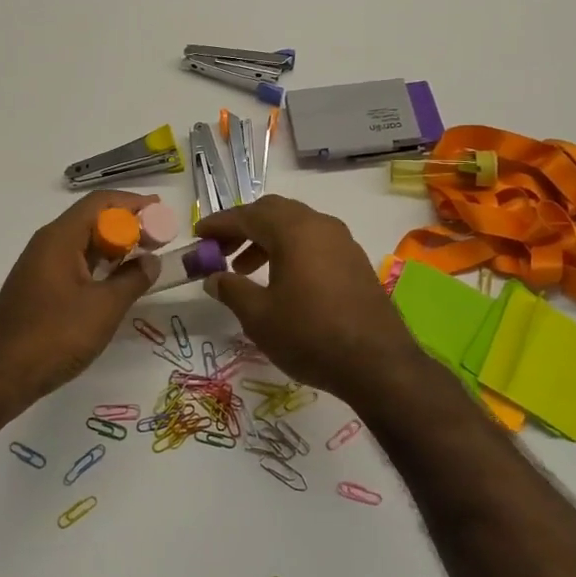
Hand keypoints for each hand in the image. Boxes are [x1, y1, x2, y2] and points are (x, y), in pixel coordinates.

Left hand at [0, 191, 162, 403]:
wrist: (0, 374)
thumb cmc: (55, 335)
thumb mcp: (104, 308)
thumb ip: (133, 279)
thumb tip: (151, 261)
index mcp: (60, 238)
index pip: (101, 202)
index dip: (133, 203)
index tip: (162, 212)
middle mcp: (48, 244)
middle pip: (92, 219)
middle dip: (128, 225)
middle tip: (159, 239)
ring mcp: (41, 266)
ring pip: (83, 243)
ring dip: (115, 246)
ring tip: (146, 258)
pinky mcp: (39, 288)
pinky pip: (75, 263)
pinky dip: (100, 265)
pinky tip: (117, 282)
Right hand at [196, 196, 423, 402]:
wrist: (378, 364)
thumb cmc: (310, 335)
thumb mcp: (259, 316)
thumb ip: (231, 289)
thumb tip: (213, 277)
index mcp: (293, 230)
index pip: (247, 215)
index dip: (218, 224)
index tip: (197, 235)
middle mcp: (320, 225)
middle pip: (273, 212)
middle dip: (242, 227)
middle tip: (219, 250)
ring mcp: (342, 241)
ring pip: (295, 226)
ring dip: (265, 240)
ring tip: (244, 269)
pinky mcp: (355, 261)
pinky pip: (314, 242)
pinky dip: (290, 250)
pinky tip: (280, 281)